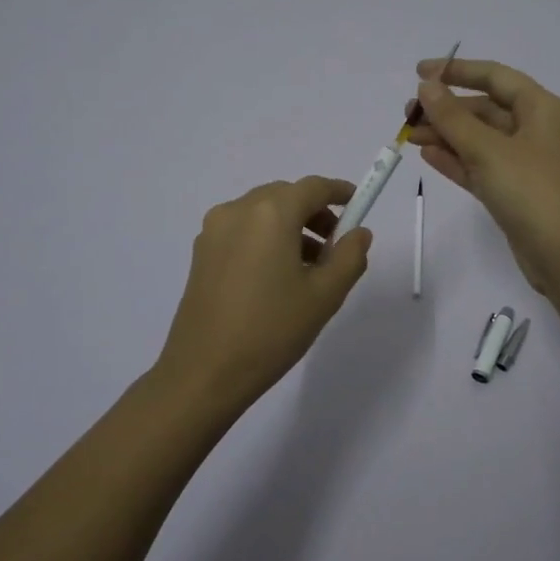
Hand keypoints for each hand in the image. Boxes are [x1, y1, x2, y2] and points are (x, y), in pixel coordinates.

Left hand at [154, 176, 372, 408]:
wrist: (204, 373)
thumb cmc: (271, 330)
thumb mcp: (325, 296)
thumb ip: (349, 256)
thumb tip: (358, 232)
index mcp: (271, 214)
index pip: (313, 187)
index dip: (340, 192)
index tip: (358, 204)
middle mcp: (238, 210)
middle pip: (286, 196)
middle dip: (315, 212)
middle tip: (336, 244)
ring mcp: (214, 230)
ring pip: (263, 213)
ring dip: (291, 226)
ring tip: (310, 267)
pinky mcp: (201, 252)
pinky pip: (243, 230)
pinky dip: (266, 238)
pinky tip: (277, 276)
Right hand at [406, 58, 559, 293]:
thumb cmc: (534, 192)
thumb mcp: (489, 150)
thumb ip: (453, 117)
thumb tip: (427, 86)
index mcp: (541, 109)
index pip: (495, 77)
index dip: (457, 70)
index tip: (419, 72)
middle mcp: (536, 130)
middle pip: (485, 109)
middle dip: (446, 109)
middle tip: (407, 114)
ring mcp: (526, 163)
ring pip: (479, 140)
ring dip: (446, 135)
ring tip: (408, 136)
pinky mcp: (516, 192)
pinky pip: (481, 166)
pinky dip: (456, 160)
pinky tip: (427, 155)